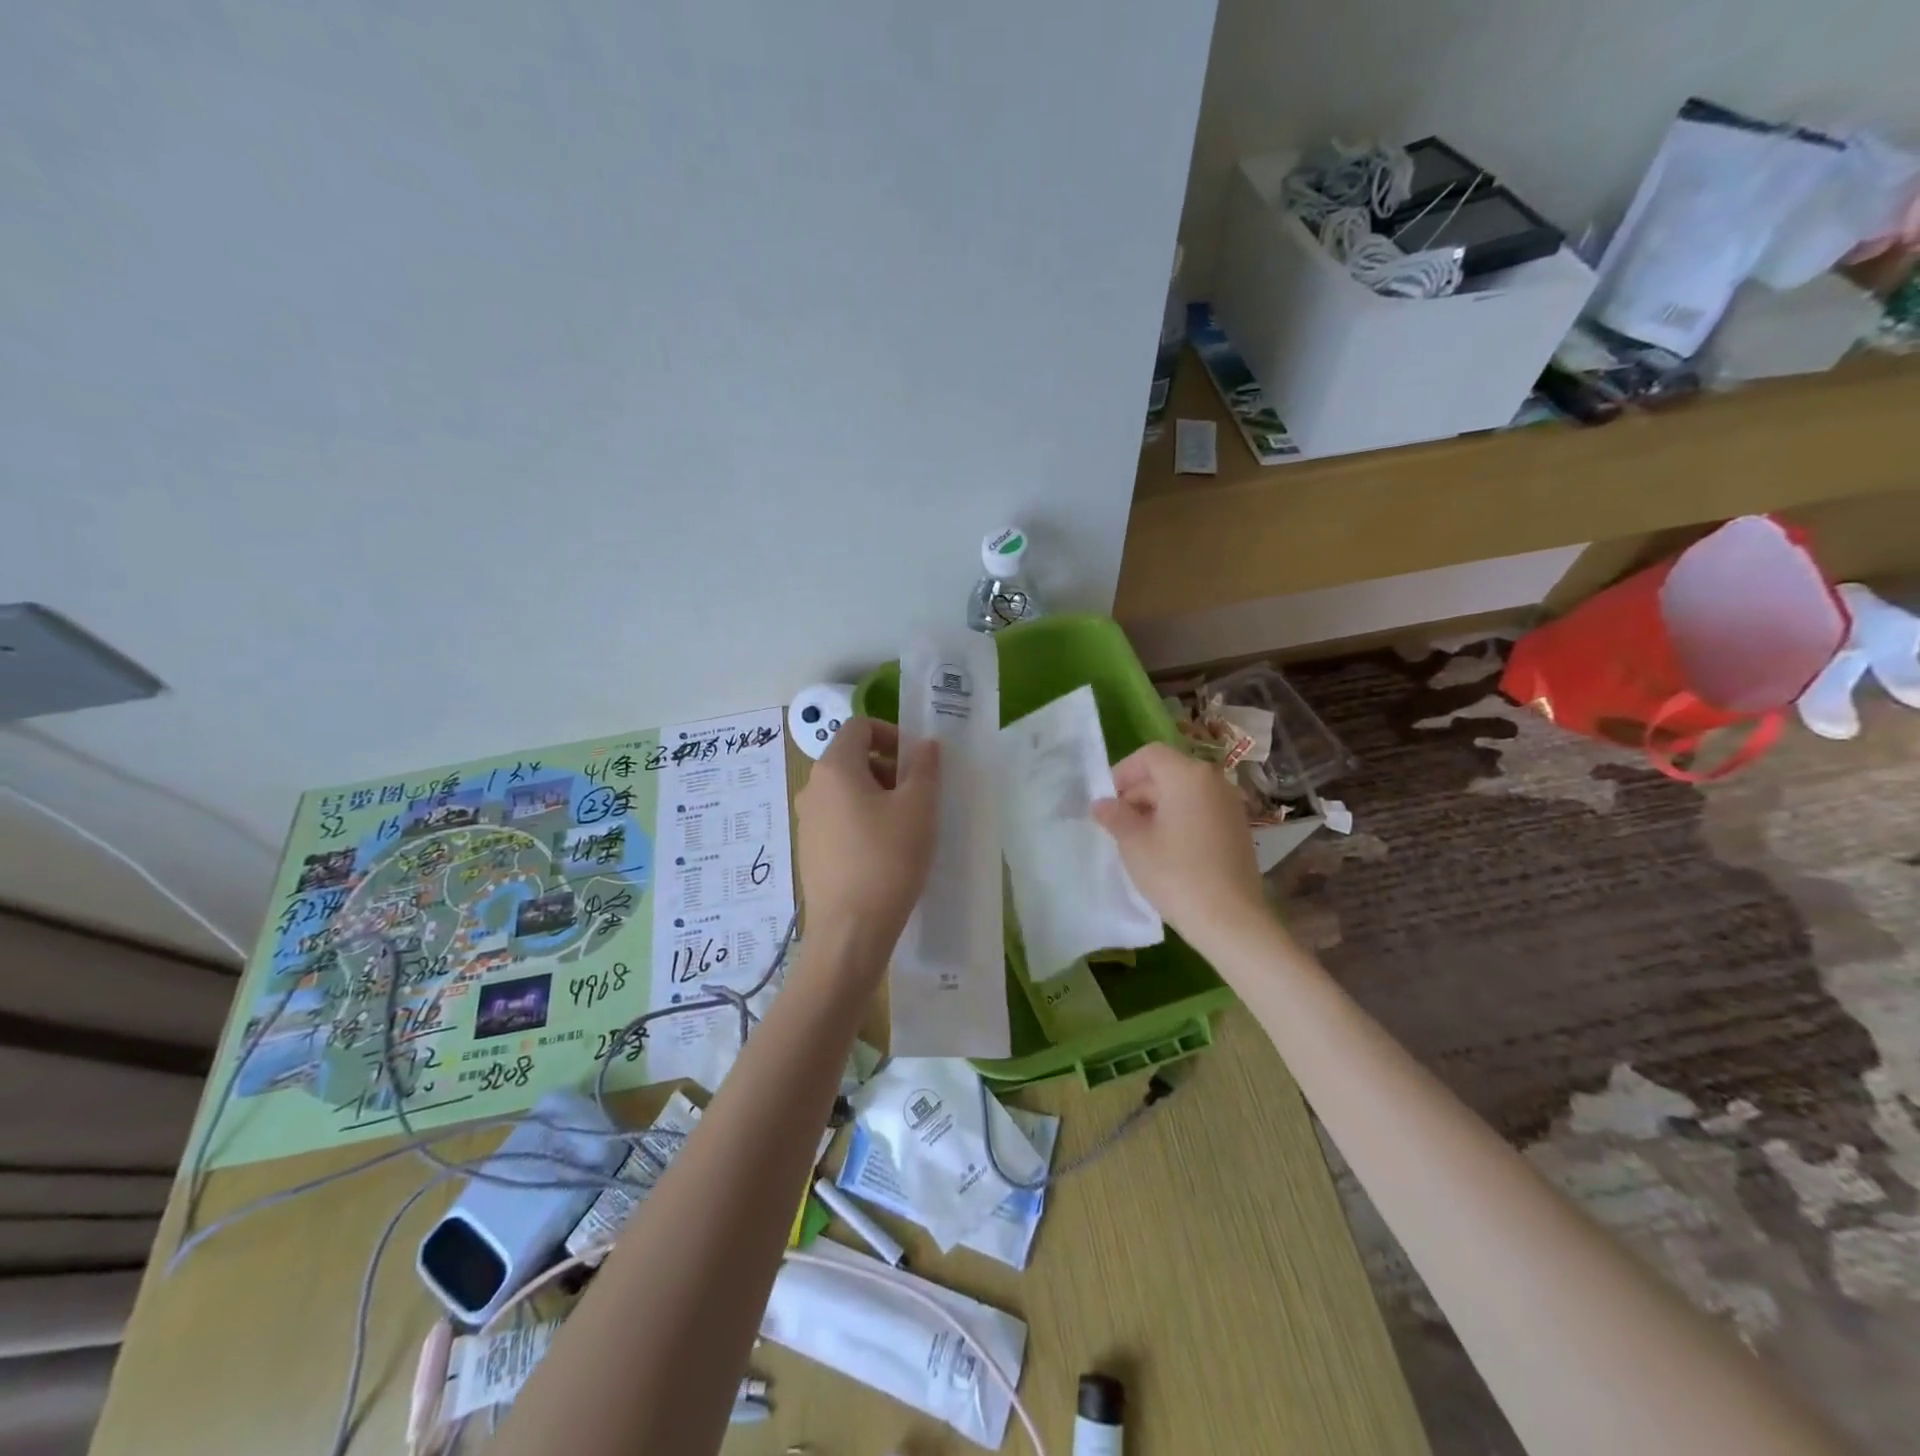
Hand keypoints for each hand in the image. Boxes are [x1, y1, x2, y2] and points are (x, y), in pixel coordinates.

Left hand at [795, 718, 940, 972]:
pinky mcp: (810, 851)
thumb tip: (925, 745)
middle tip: (918, 796)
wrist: (851, 931)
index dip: (891, 733)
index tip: (917, 762)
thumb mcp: (919, 807)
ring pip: (846, 791)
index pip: (859, 726)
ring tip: (906, 827)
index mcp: (834, 768)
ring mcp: (807, 822)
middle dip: (888, 767)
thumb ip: (924, 767)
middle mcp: (812, 788)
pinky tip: (885, 852)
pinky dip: (863, 821)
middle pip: (851, 758)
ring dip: (878, 795)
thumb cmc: (888, 859)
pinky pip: (838, 820)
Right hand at [1092, 742, 1267, 945]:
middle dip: (1138, 792)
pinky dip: (1179, 819)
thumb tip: (1101, 803)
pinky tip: (1165, 849)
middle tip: (1116, 822)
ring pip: (1185, 793)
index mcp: (1187, 775)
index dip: (1123, 772)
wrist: (1230, 919)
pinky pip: (1201, 810)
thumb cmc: (1175, 873)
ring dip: (1158, 807)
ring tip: (1138, 838)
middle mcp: (1214, 781)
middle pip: (1168, 772)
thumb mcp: (1134, 843)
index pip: (1149, 755)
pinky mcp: (1238, 828)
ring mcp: (1230, 805)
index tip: (1107, 800)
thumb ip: (1115, 816)